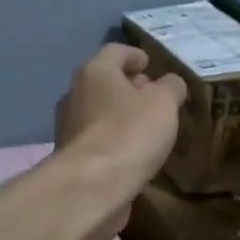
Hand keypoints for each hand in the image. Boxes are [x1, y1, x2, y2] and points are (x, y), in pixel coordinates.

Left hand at [52, 44, 187, 239]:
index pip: (114, 52)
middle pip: (104, 82)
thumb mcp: (163, 103)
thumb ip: (170, 88)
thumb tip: (170, 83)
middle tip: (154, 97)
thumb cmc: (129, 133)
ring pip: (99, 113)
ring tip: (149, 128)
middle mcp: (75, 95)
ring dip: (122, 116)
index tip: (150, 64)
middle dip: (129, 87)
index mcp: (94, 72)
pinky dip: (115, 141)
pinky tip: (134, 153)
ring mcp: (69, 128)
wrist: (91, 187)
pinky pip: (98, 140)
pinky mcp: (72, 159)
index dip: (134, 56)